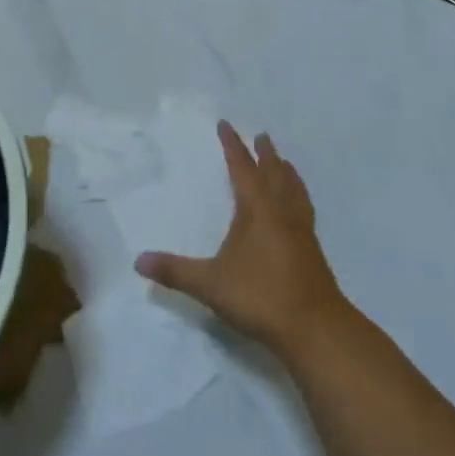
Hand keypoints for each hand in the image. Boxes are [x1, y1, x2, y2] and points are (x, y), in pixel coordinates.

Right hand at [136, 122, 352, 357]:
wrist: (317, 331)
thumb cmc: (260, 296)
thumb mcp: (209, 284)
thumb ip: (174, 271)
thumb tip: (138, 261)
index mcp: (257, 210)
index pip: (242, 168)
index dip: (233, 146)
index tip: (226, 124)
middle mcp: (282, 214)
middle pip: (274, 174)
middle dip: (266, 154)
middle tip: (261, 136)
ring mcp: (301, 233)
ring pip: (294, 192)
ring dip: (287, 174)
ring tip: (285, 164)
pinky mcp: (313, 254)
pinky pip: (304, 212)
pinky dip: (298, 199)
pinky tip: (296, 212)